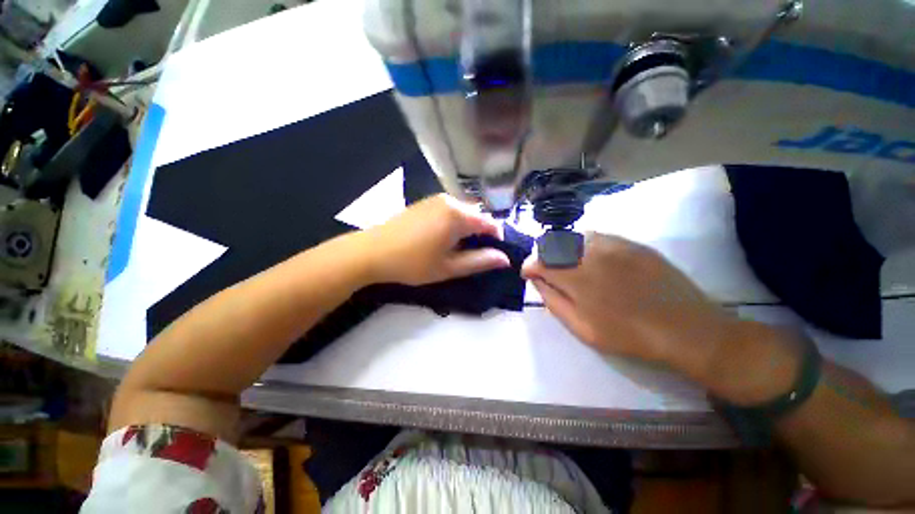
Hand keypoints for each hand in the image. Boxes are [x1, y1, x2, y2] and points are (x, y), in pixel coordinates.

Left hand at [360, 194, 510, 285]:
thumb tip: (505, 258)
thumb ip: (479, 261)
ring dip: (467, 229)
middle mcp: (450, 201)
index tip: (491, 256)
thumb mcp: (449, 267)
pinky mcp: (425, 202)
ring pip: (463, 213)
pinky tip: (441, 238)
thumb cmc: (412, 263)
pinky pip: (449, 210)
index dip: (497, 240)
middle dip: (480, 235)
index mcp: (458, 215)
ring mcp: (435, 199)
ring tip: (456, 249)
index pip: (491, 223)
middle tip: (471, 256)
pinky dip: (454, 223)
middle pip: (477, 216)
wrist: (372, 252)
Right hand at [522, 233, 742, 383]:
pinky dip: (582, 244)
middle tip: (544, 270)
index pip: (539, 260)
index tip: (527, 274)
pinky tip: (589, 258)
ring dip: (561, 248)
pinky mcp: (631, 243)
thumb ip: (553, 300)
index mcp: (577, 276)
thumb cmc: (629, 335)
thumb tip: (536, 280)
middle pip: (553, 243)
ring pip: (573, 236)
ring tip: (565, 264)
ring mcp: (614, 244)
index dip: (529, 266)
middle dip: (542, 255)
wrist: (687, 329)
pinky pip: (596, 236)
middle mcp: (592, 253)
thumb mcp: (582, 328)